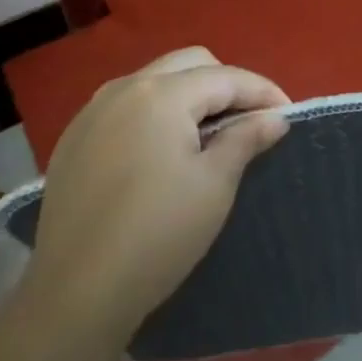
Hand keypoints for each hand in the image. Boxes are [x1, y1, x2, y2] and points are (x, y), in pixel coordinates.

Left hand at [20, 48, 289, 342]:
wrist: (74, 295)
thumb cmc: (157, 235)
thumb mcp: (214, 186)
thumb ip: (246, 139)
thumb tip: (274, 116)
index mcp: (161, 93)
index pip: (225, 77)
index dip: (262, 91)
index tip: (287, 114)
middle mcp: (124, 87)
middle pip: (189, 65)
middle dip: (224, 84)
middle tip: (247, 121)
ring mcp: (93, 111)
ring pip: (155, 80)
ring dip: (187, 95)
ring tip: (208, 134)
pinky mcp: (74, 139)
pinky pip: (125, 106)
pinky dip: (153, 114)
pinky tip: (160, 152)